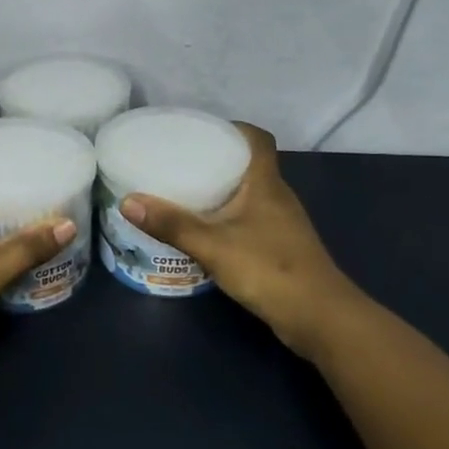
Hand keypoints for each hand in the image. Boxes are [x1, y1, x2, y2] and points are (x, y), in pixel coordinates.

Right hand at [121, 123, 355, 358]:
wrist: (320, 319)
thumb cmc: (269, 270)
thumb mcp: (213, 245)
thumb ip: (172, 224)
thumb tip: (127, 201)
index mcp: (266, 183)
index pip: (258, 139)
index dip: (233, 128)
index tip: (201, 131)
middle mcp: (278, 196)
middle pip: (250, 164)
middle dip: (218, 158)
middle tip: (180, 160)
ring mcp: (282, 224)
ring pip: (249, 194)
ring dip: (222, 190)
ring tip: (185, 192)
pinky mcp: (281, 248)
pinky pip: (250, 220)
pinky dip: (229, 218)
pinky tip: (206, 231)